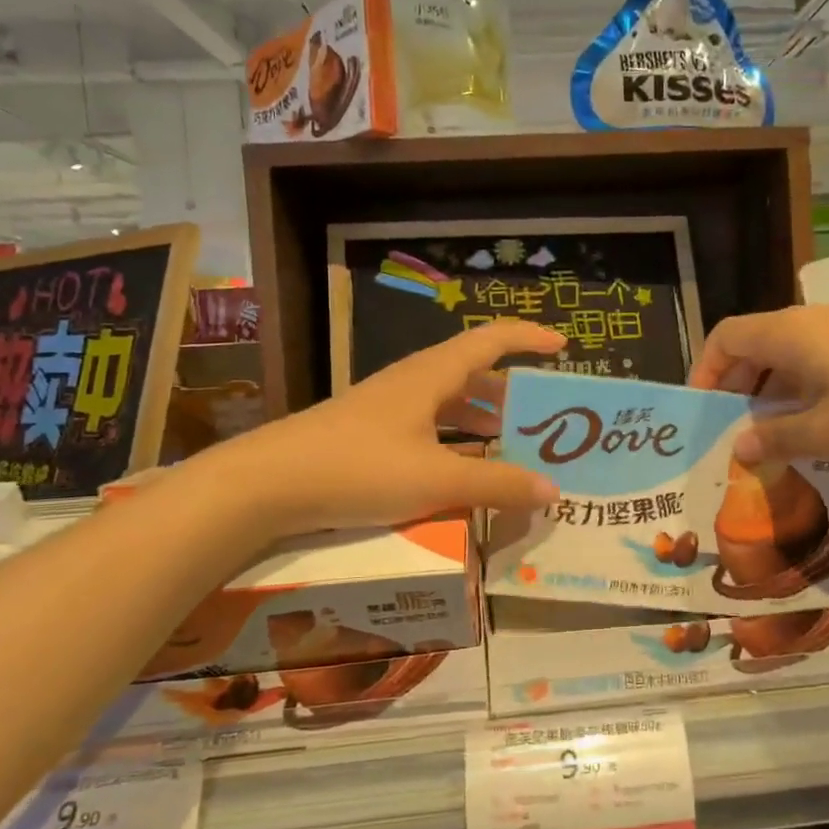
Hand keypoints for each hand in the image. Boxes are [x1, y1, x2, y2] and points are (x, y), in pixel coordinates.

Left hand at [222, 321, 566, 531]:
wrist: (265, 484)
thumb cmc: (358, 468)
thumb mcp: (436, 480)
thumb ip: (497, 485)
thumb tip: (552, 489)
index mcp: (432, 375)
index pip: (492, 340)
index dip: (529, 338)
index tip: (563, 348)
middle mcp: (412, 382)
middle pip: (473, 373)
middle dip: (512, 390)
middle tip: (544, 415)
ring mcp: (388, 408)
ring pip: (449, 402)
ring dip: (483, 419)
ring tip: (513, 444)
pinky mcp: (370, 434)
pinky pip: (428, 427)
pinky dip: (455, 442)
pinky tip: (462, 471)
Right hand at [688, 305, 828, 463]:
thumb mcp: (827, 433)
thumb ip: (776, 439)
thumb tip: (738, 448)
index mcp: (786, 335)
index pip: (725, 338)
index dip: (706, 371)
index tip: (705, 412)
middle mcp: (806, 322)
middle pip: (753, 345)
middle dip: (737, 388)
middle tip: (737, 431)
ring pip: (785, 354)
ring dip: (770, 391)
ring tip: (773, 434)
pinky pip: (813, 358)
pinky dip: (799, 387)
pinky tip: (817, 422)